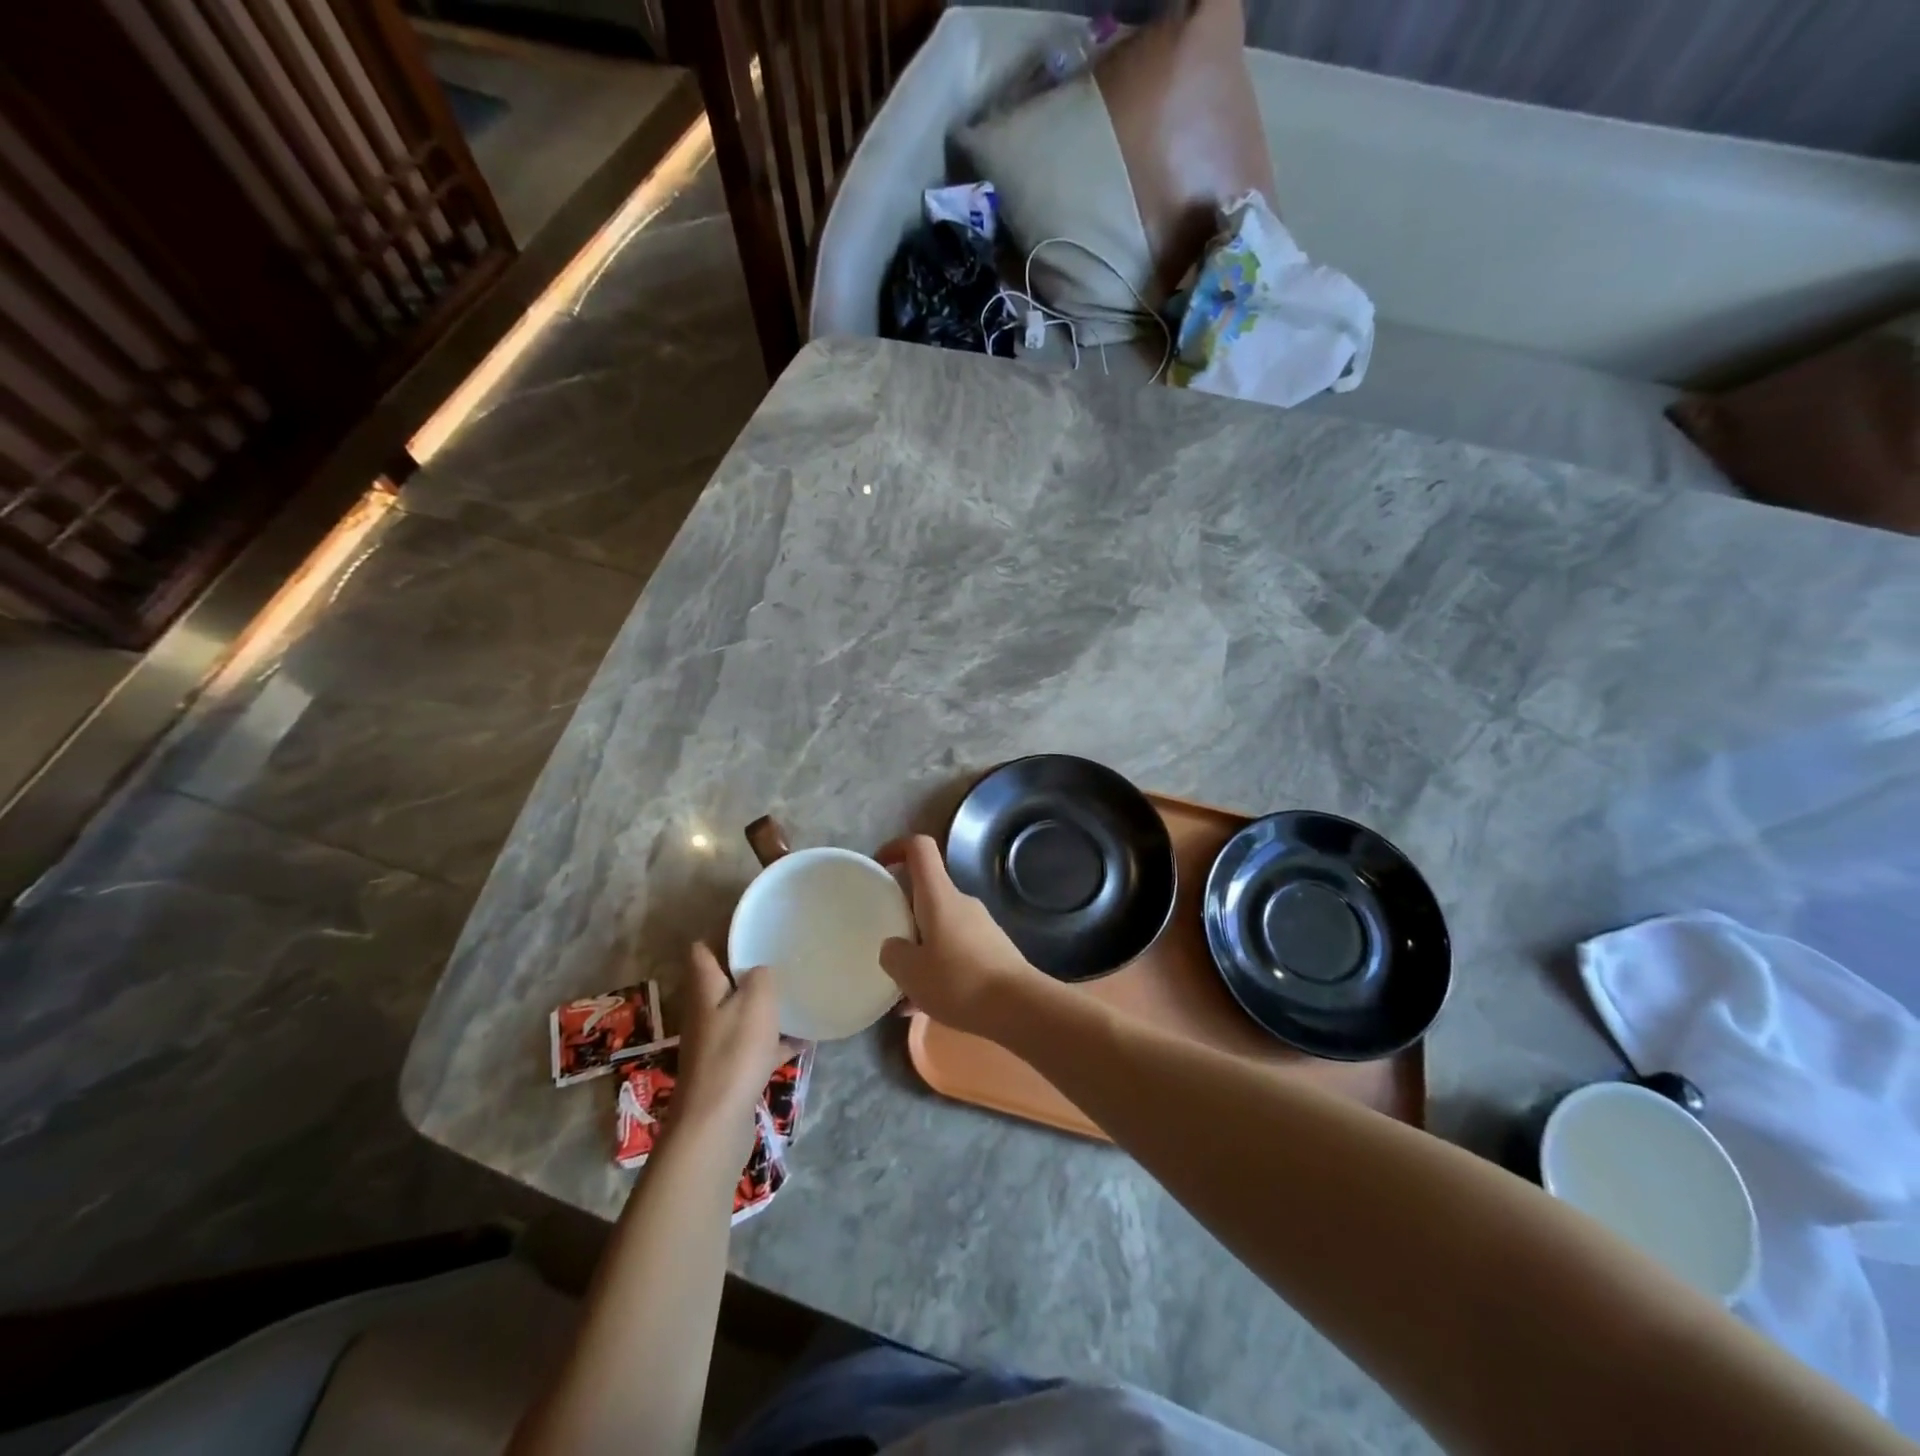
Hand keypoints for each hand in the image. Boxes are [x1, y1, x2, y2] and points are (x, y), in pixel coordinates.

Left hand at [673, 943, 786, 1133]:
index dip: (721, 934)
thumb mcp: (756, 1000)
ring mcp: (716, 1044)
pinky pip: (757, 1046)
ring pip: (742, 1014)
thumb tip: (762, 970)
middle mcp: (705, 1013)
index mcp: (705, 989)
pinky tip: (805, 1038)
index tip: (752, 924)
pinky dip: (777, 1041)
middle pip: (724, 982)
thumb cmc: (734, 1052)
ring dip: (765, 1006)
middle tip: (782, 955)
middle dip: (749, 969)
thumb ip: (761, 975)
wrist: (716, 1124)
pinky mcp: (730, 1071)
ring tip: (798, 992)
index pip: (702, 950)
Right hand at [875, 834, 1045, 1040]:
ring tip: (902, 987)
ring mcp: (980, 926)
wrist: (1019, 1007)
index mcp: (939, 896)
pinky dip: (937, 968)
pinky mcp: (992, 951)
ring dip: (919, 948)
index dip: (896, 848)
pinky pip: (955, 951)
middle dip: (903, 912)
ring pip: (939, 927)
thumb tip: (894, 946)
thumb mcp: (910, 972)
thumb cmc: (959, 981)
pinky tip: (924, 1004)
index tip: (879, 866)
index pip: (919, 848)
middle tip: (885, 941)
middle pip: (926, 892)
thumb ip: (893, 954)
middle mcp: (961, 902)